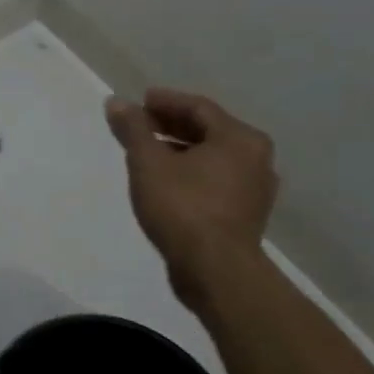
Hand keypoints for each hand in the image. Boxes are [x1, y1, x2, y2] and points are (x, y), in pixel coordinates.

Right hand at [104, 88, 277, 312]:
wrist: (215, 271)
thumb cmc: (183, 207)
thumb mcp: (148, 162)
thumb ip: (133, 129)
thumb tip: (117, 102)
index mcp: (239, 139)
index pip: (198, 107)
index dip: (166, 101)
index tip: (139, 101)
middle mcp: (256, 159)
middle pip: (209, 130)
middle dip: (171, 125)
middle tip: (140, 124)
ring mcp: (255, 189)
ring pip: (213, 157)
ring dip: (180, 149)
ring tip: (148, 153)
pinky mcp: (246, 215)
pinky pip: (216, 180)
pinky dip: (191, 172)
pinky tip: (166, 181)